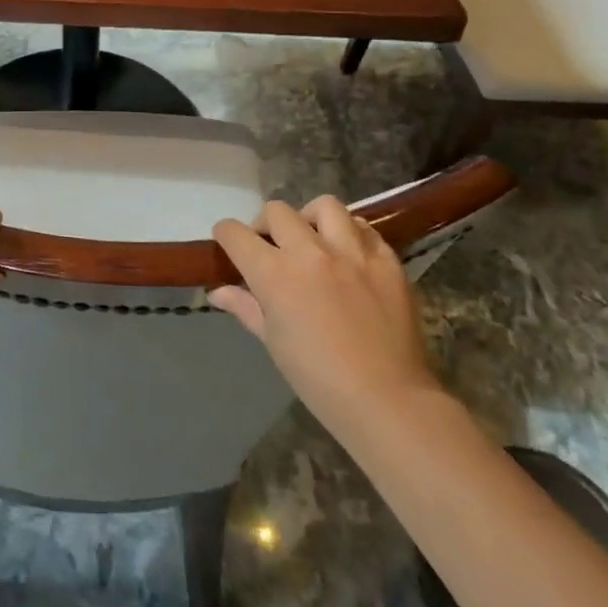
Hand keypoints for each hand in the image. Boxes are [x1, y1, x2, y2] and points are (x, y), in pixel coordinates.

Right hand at [210, 197, 439, 440]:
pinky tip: (350, 255)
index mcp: (274, 273)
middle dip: (266, 225)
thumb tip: (219, 292)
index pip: (236, 233)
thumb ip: (245, 306)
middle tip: (272, 247)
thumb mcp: (273, 342)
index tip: (228, 244)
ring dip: (311, 218)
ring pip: (325, 206)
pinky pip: (364, 228)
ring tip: (314, 240)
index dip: (226, 235)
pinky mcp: (387, 260)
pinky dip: (351, 233)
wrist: (388, 400)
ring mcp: (353, 252)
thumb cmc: (318, 378)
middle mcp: (310, 251)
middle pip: (277, 211)